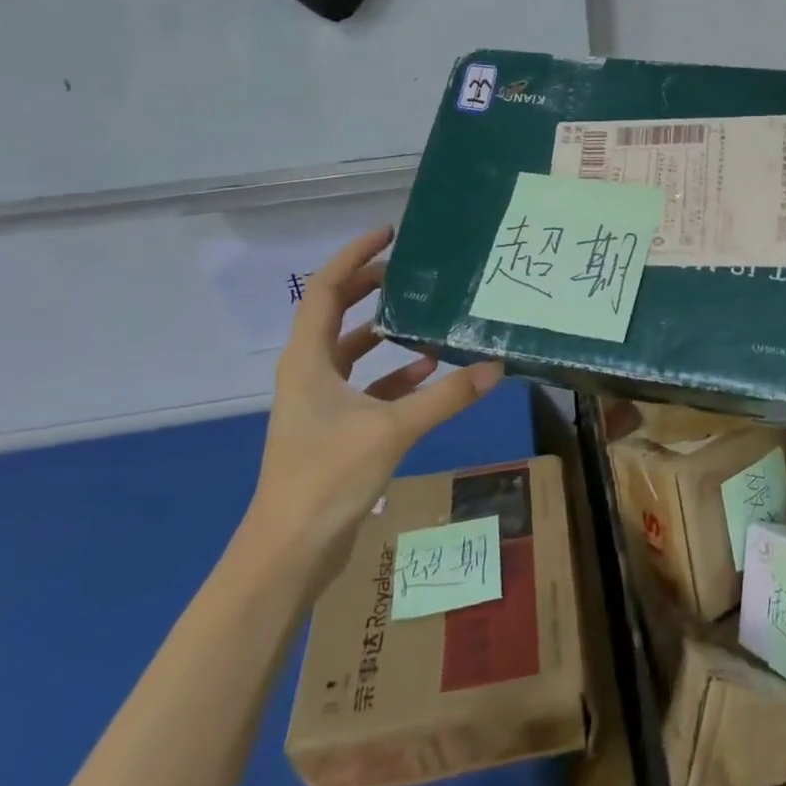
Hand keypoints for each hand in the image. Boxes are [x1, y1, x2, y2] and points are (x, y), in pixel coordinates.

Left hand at [245, 226, 502, 589]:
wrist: (289, 552)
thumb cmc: (328, 478)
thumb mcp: (393, 430)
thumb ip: (446, 397)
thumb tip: (496, 367)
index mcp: (307, 359)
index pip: (325, 288)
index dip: (354, 256)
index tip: (390, 234)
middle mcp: (307, 371)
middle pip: (336, 312)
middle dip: (371, 286)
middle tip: (413, 269)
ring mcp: (318, 401)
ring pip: (351, 350)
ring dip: (384, 331)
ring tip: (425, 314)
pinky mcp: (332, 427)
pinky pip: (364, 386)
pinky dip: (393, 375)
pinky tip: (429, 373)